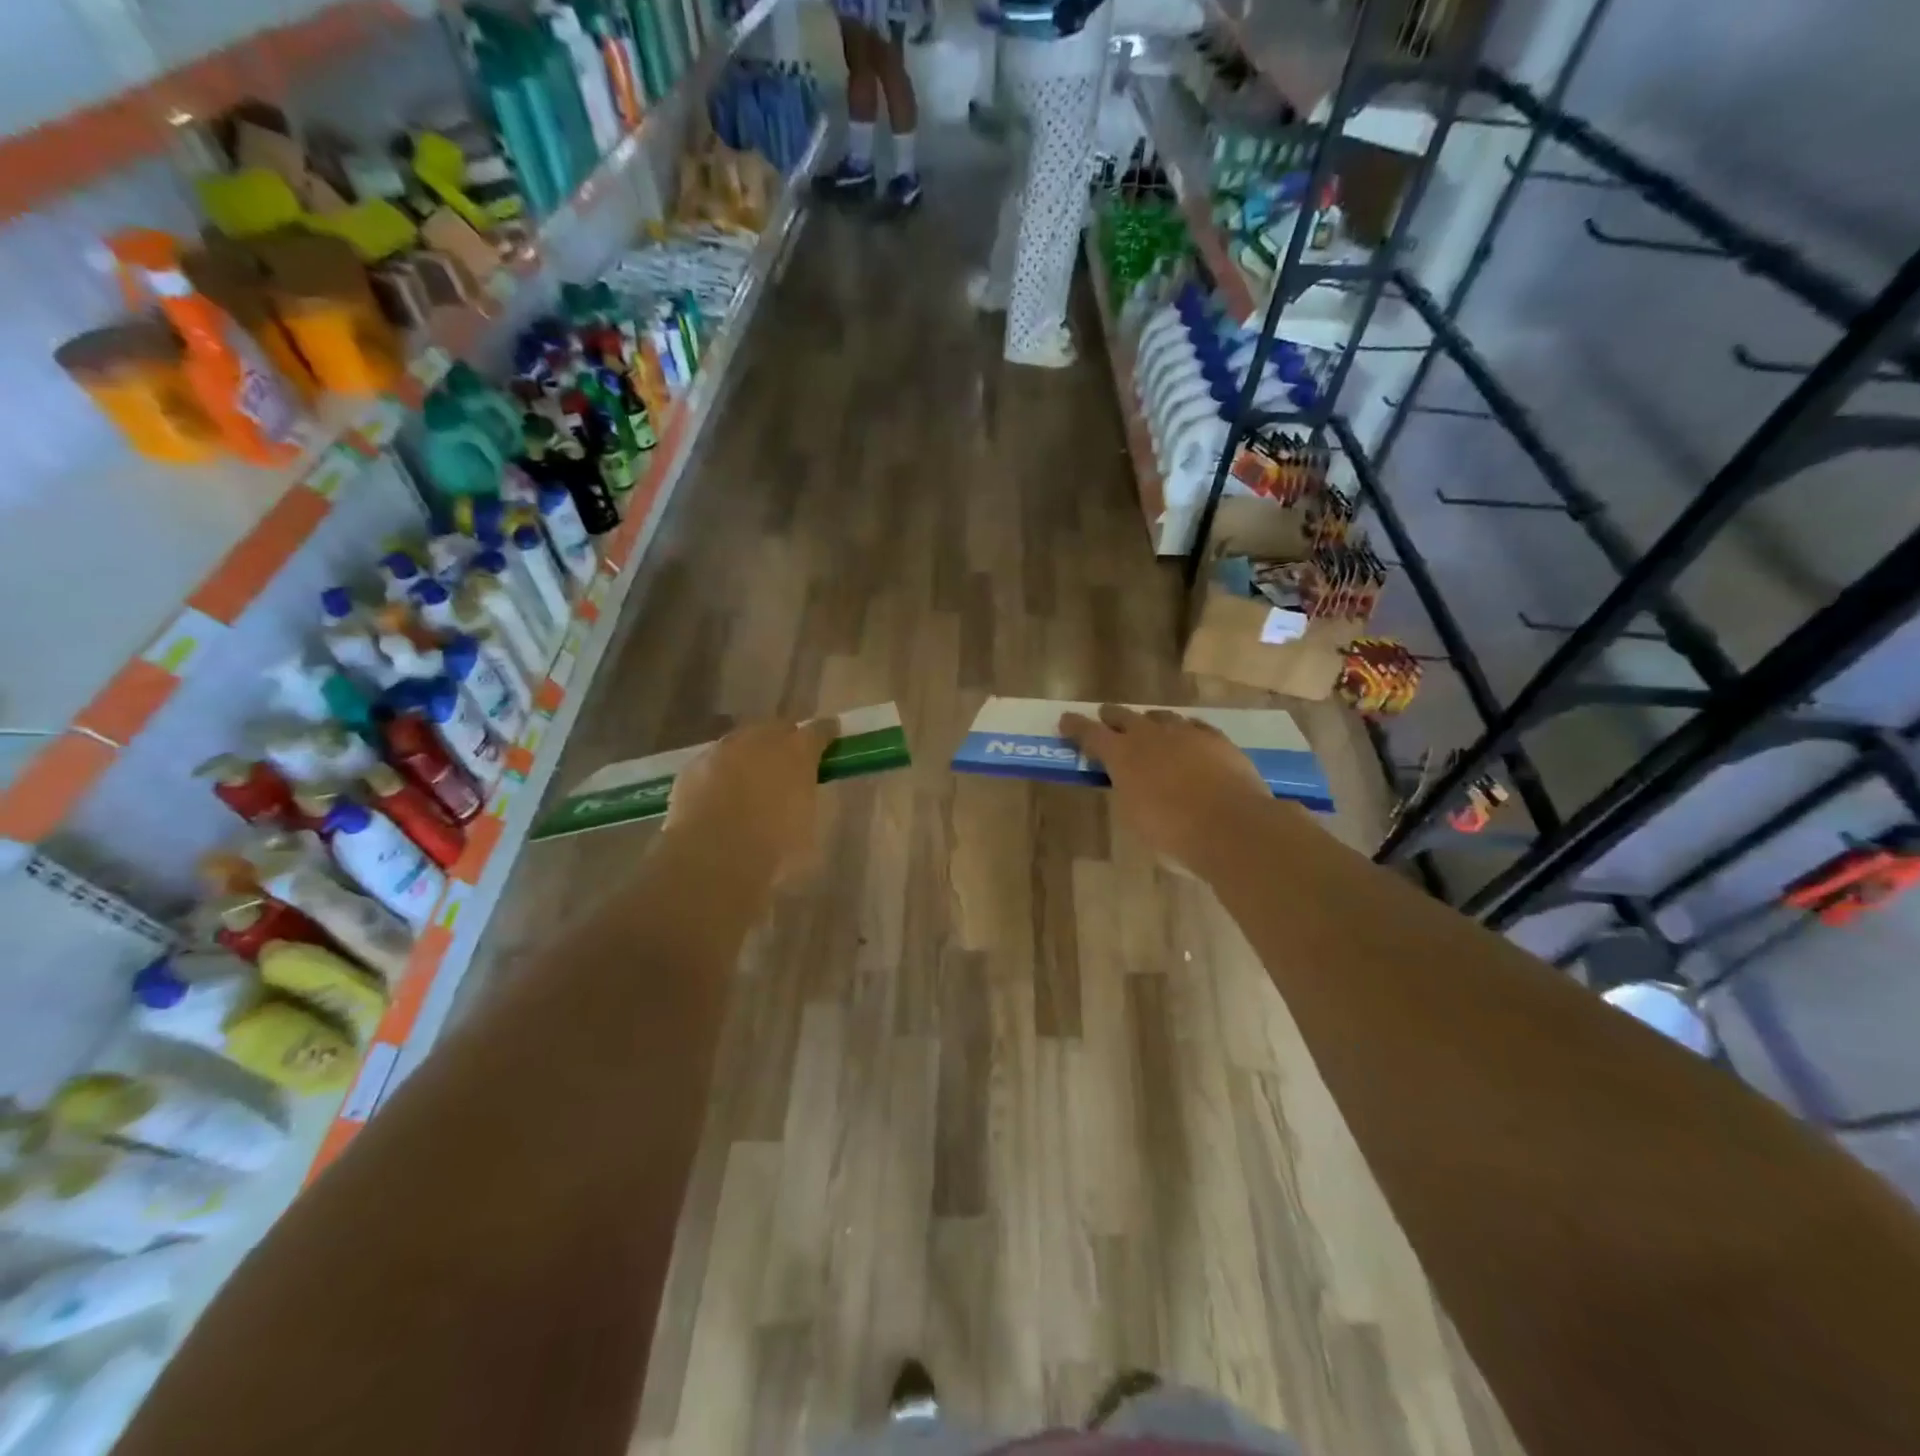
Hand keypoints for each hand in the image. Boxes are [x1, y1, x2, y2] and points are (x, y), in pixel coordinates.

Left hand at [663, 716, 836, 889]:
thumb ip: (805, 799)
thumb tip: (800, 795)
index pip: (819, 730)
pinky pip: (713, 763)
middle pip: (777, 727)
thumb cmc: (774, 847)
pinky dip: (720, 773)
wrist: (712, 857)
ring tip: (749, 777)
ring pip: (741, 741)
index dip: (826, 733)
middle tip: (787, 760)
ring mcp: (723, 750)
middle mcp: (761, 740)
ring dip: (749, 754)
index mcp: (797, 752)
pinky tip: (718, 794)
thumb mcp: (807, 827)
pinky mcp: (693, 766)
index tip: (830, 737)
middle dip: (784, 739)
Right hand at [1060, 705, 1274, 874]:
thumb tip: (1129, 783)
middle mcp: (1150, 735)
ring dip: (1149, 722)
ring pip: (1160, 717)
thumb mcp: (1135, 818)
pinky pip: (1194, 726)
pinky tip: (1188, 738)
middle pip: (1124, 716)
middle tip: (1105, 719)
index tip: (1065, 721)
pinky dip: (1184, 731)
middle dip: (1111, 717)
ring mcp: (1186, 733)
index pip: (1090, 733)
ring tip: (1148, 729)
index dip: (1075, 726)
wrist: (1232, 827)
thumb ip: (1127, 792)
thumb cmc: (1174, 834)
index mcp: (1122, 756)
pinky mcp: (1216, 738)